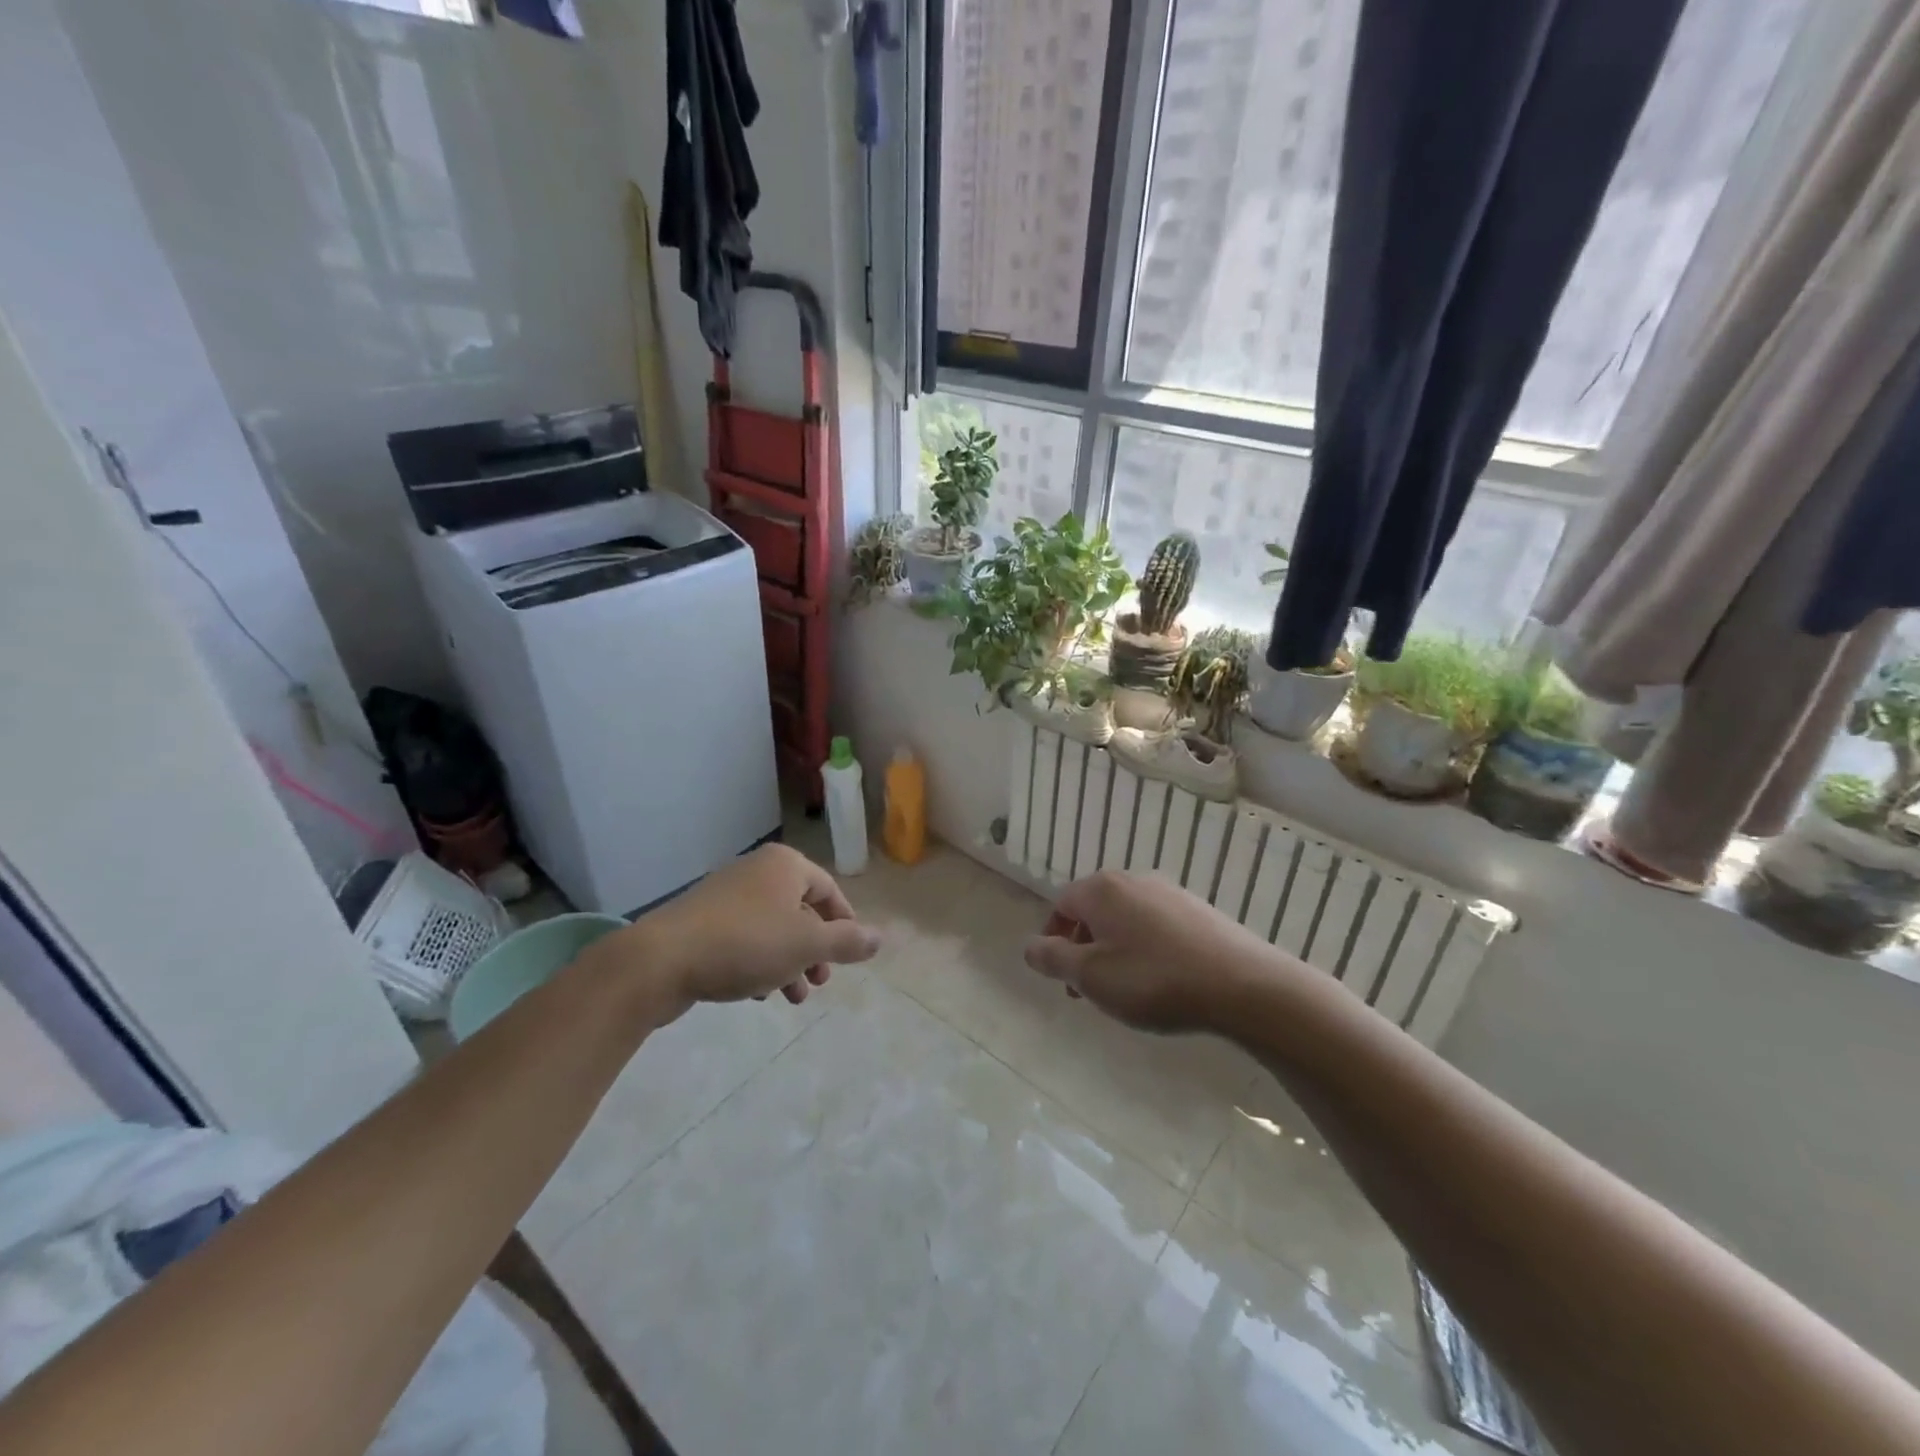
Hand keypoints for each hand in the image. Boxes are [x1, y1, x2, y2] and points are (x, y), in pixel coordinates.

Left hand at [591, 844, 880, 1018]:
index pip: (828, 890)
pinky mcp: (701, 921)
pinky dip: (758, 963)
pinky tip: (757, 994)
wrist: (661, 960)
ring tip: (792, 997)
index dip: (843, 923)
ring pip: (772, 929)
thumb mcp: (807, 944)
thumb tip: (881, 938)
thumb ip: (847, 941)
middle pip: (800, 910)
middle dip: (815, 949)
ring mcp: (726, 895)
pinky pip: (744, 939)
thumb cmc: (746, 944)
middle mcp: (756, 871)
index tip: (848, 956)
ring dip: (789, 962)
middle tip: (820, 981)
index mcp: (785, 866)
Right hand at [1024, 870, 1285, 1033]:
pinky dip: (1145, 948)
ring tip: (1125, 990)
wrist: (1242, 985)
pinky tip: (1161, 981)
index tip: (1061, 977)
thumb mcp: (1091, 976)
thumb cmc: (1154, 980)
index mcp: (1101, 889)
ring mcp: (1169, 892)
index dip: (1054, 940)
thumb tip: (1029, 946)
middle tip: (1089, 990)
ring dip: (1114, 950)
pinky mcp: (1198, 910)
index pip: (1061, 905)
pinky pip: (1155, 926)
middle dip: (1084, 947)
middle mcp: (1133, 880)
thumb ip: (1053, 958)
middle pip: (1094, 910)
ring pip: (1125, 919)